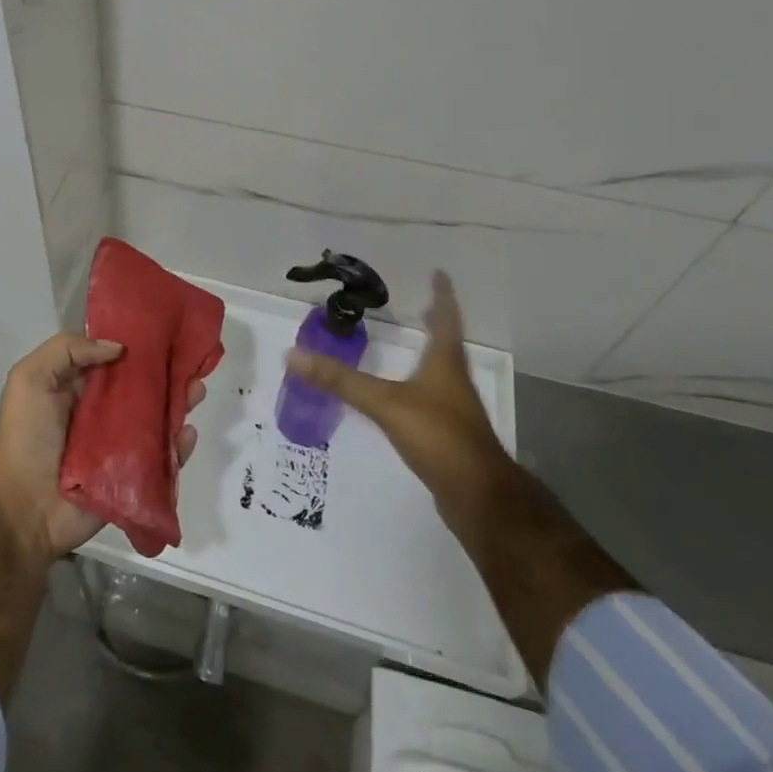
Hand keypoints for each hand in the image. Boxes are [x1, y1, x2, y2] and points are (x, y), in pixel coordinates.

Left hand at [0, 333, 205, 560]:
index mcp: (78, 387)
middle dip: (166, 373)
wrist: (25, 508)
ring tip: (197, 390)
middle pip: (141, 387)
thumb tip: (118, 347)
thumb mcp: (30, 378)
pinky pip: (162, 457)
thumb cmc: (26, 437)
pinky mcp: (133, 476)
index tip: (163, 330)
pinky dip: (179, 445)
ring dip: (179, 403)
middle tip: (189, 363)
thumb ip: (67, 350)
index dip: (136, 345)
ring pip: (157, 418)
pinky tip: (188, 433)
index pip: (113, 359)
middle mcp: (102, 413)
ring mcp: (120, 445)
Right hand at [288, 270, 510, 514]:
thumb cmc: (439, 437)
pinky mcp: (450, 435)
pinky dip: (422, 384)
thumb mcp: (385, 403)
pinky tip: (407, 394)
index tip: (440, 274)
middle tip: (423, 305)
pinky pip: (434, 398)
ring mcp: (455, 409)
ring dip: (430, 353)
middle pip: (447, 344)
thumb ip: (340, 381)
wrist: (479, 497)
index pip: (446, 319)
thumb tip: (293, 355)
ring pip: (442, 371)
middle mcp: (454, 381)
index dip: (442, 296)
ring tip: (413, 343)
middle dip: (436, 323)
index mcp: (445, 363)